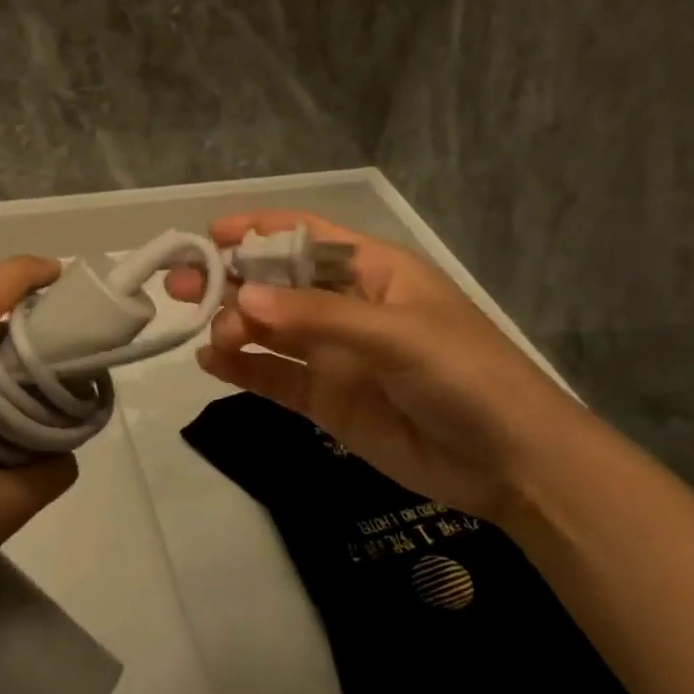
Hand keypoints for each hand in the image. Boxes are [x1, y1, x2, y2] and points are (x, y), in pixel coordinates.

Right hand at [166, 212, 597, 524]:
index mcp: (371, 271)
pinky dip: (241, 368)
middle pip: (275, 282)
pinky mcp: (325, 399)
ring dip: (233, 326)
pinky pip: (273, 376)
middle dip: (230, 280)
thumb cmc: (465, 374)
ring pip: (267, 330)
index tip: (210, 235)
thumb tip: (243, 300)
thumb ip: (318, 317)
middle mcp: (344, 306)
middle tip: (182, 286)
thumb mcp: (396, 334)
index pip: (304, 237)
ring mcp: (332, 354)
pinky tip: (211, 364)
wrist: (511, 463)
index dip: (258, 230)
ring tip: (211, 336)